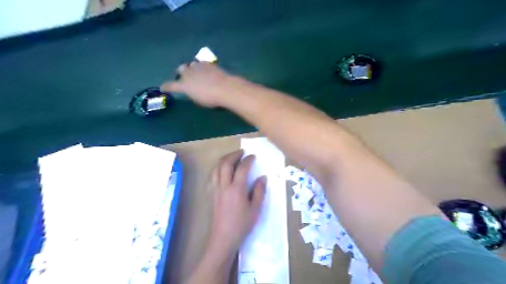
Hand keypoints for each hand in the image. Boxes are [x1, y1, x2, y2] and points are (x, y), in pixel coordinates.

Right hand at [160, 62, 235, 106]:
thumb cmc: (211, 99)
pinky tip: (206, 71)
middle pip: (180, 70)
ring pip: (190, 65)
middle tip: (184, 78)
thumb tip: (192, 90)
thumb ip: (192, 94)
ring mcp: (197, 67)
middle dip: (180, 73)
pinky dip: (201, 67)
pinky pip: (201, 64)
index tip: (163, 88)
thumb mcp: (199, 100)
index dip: (166, 87)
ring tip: (196, 73)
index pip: (171, 85)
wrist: (225, 88)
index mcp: (184, 85)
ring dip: (191, 69)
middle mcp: (188, 74)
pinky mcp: (207, 63)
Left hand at [208, 150, 265, 253]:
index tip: (253, 156)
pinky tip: (222, 170)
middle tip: (242, 152)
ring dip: (224, 160)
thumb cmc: (242, 224)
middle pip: (225, 164)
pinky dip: (217, 168)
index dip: (248, 160)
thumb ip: (259, 191)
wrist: (223, 238)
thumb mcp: (255, 209)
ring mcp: (216, 189)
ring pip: (216, 168)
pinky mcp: (212, 194)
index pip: (242, 168)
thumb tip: (262, 177)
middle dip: (234, 155)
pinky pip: (212, 176)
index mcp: (237, 189)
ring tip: (232, 157)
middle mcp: (224, 186)